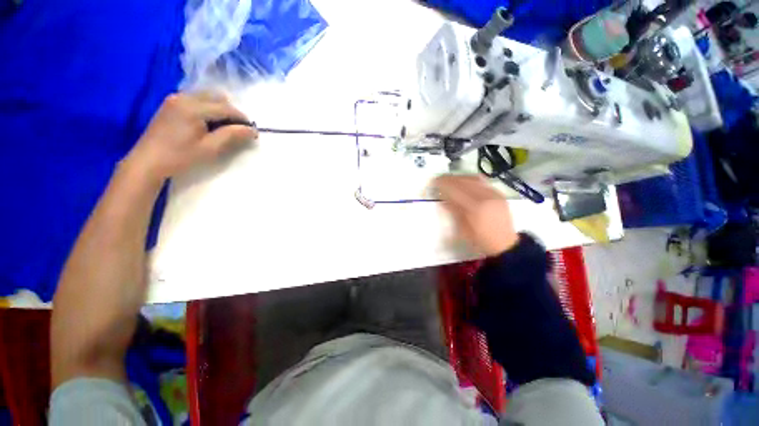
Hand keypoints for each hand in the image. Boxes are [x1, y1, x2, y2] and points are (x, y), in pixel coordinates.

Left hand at [126, 92, 257, 181]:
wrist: (147, 161)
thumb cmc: (180, 156)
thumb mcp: (210, 148)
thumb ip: (232, 136)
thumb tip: (252, 130)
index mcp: (193, 108)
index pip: (226, 108)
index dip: (242, 119)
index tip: (252, 131)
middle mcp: (184, 97)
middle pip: (217, 97)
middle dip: (231, 111)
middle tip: (238, 129)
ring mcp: (176, 98)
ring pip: (207, 96)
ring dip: (220, 108)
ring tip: (224, 127)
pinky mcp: (171, 103)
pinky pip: (196, 99)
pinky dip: (208, 107)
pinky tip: (209, 123)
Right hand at [434, 174, 518, 256]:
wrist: (505, 244)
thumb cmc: (480, 240)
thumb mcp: (462, 229)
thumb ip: (453, 211)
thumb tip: (443, 198)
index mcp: (474, 208)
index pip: (455, 189)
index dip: (443, 184)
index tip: (434, 182)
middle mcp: (485, 196)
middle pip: (464, 181)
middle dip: (449, 179)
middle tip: (439, 180)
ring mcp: (494, 193)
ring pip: (473, 178)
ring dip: (459, 178)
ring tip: (451, 181)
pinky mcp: (499, 193)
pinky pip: (482, 181)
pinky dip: (470, 179)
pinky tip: (464, 182)